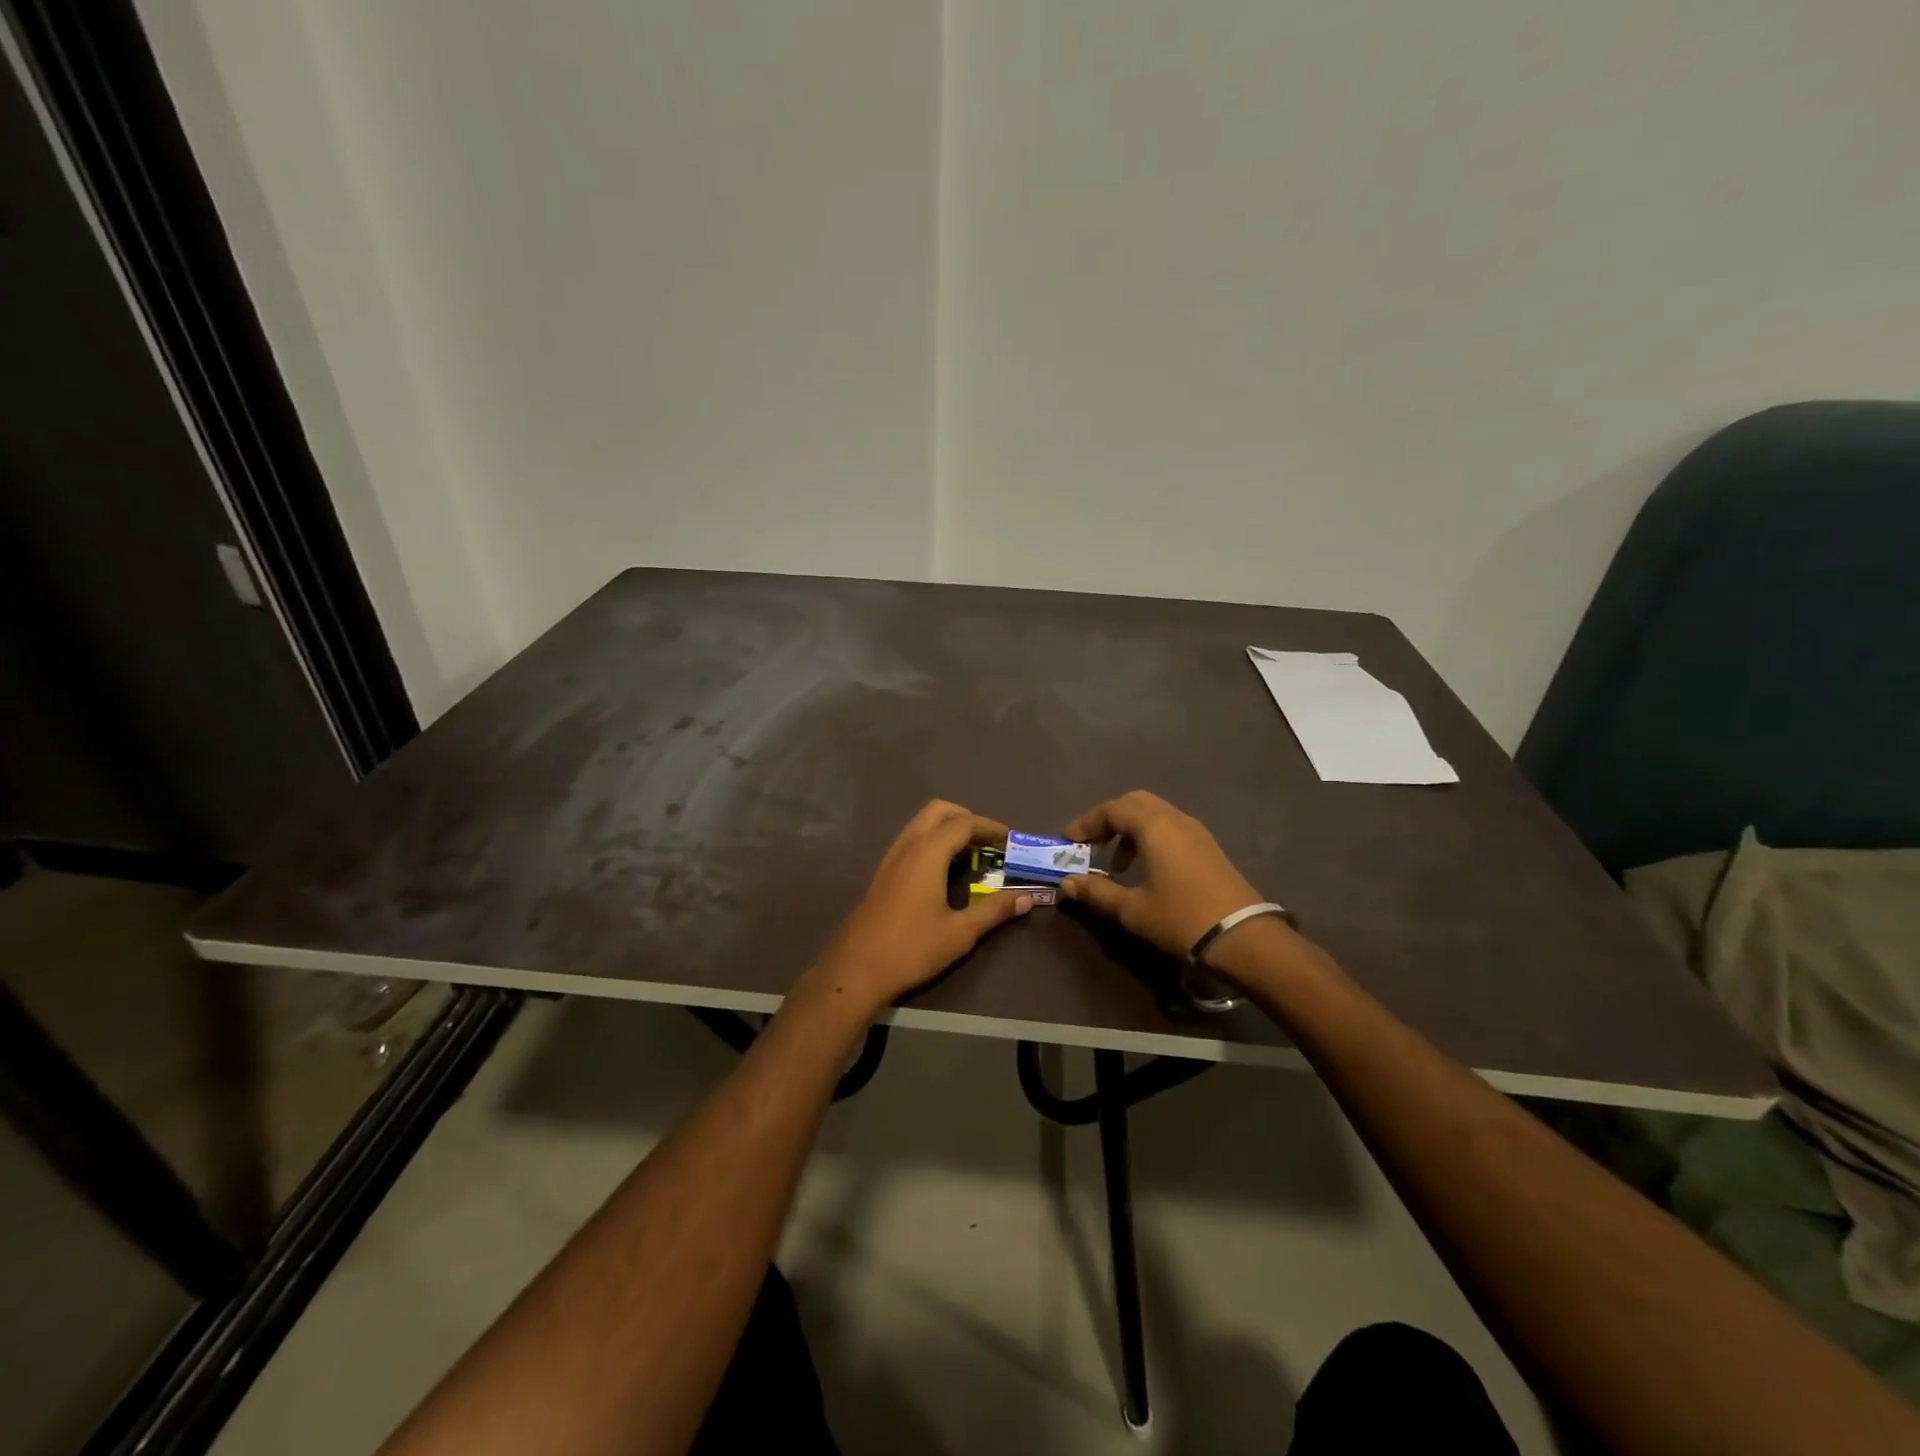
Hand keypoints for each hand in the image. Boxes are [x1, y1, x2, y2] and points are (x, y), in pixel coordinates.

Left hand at [805, 800, 1032, 1016]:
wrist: (856, 969)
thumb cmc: (911, 948)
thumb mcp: (960, 933)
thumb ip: (994, 910)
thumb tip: (1027, 898)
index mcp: (928, 853)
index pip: (964, 823)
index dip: (989, 827)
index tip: (1009, 839)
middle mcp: (908, 846)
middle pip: (939, 811)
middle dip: (966, 818)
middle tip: (988, 842)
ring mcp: (891, 858)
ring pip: (921, 824)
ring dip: (947, 829)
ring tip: (970, 856)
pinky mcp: (883, 873)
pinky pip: (911, 841)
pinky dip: (932, 842)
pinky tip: (944, 872)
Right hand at [1058, 790, 1264, 956]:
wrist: (1244, 938)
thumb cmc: (1181, 919)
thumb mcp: (1132, 909)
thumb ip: (1097, 892)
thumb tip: (1067, 883)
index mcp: (1154, 827)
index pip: (1112, 809)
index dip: (1086, 822)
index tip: (1068, 841)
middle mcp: (1175, 819)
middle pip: (1134, 803)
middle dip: (1108, 819)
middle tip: (1091, 844)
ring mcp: (1195, 831)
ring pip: (1154, 813)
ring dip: (1129, 829)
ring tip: (1116, 864)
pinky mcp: (1207, 846)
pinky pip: (1169, 826)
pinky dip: (1149, 837)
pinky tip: (1145, 869)